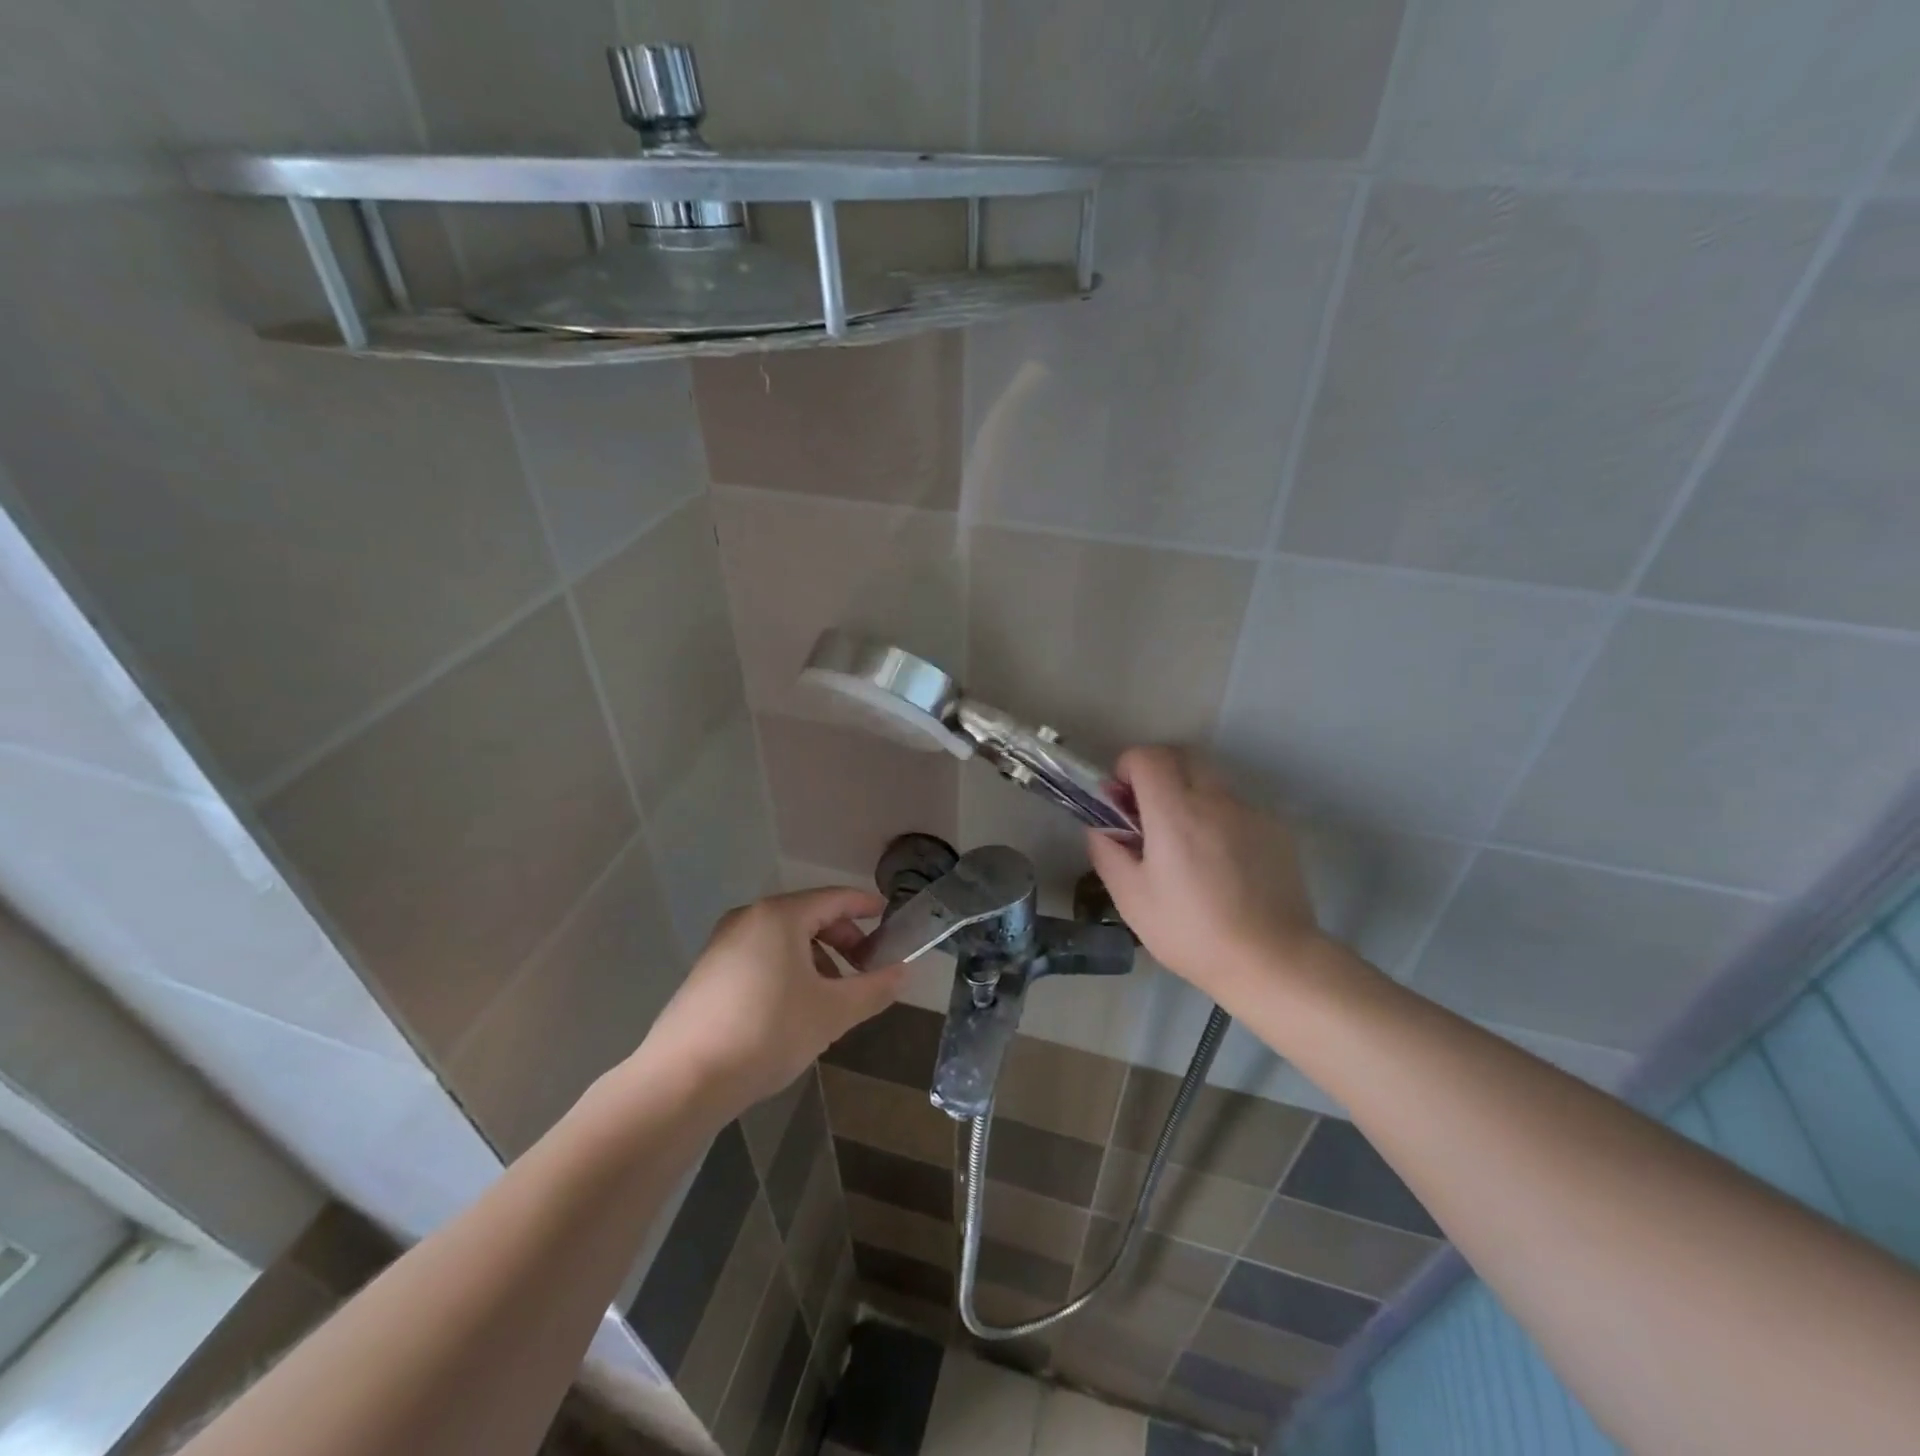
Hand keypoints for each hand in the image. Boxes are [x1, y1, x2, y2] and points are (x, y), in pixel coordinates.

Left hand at [626, 887, 905, 1117]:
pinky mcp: (707, 973)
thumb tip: (903, 971)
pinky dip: (787, 971)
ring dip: (815, 960)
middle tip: (865, 969)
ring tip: (831, 998)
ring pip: (783, 940)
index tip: (888, 918)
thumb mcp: (832, 1013)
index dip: (865, 906)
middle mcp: (748, 918)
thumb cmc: (767, 1032)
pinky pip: (760, 957)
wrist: (682, 1080)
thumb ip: (874, 988)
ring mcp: (722, 944)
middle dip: (842, 940)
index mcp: (780, 916)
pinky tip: (793, 1010)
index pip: (835, 898)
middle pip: (808, 917)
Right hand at [1086, 746, 1326, 1006]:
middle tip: (1148, 815)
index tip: (1122, 801)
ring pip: (1210, 780)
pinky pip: (1236, 806)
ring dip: (1188, 794)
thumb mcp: (1131, 899)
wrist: (1272, 960)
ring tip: (1185, 843)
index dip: (1127, 768)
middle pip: (1181, 756)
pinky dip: (1217, 817)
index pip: (1147, 756)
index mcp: (1174, 812)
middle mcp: (1214, 799)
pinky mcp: (1275, 829)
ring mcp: (1250, 811)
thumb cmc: (1191, 932)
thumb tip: (1100, 826)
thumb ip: (1107, 852)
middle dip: (1157, 772)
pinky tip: (1221, 863)